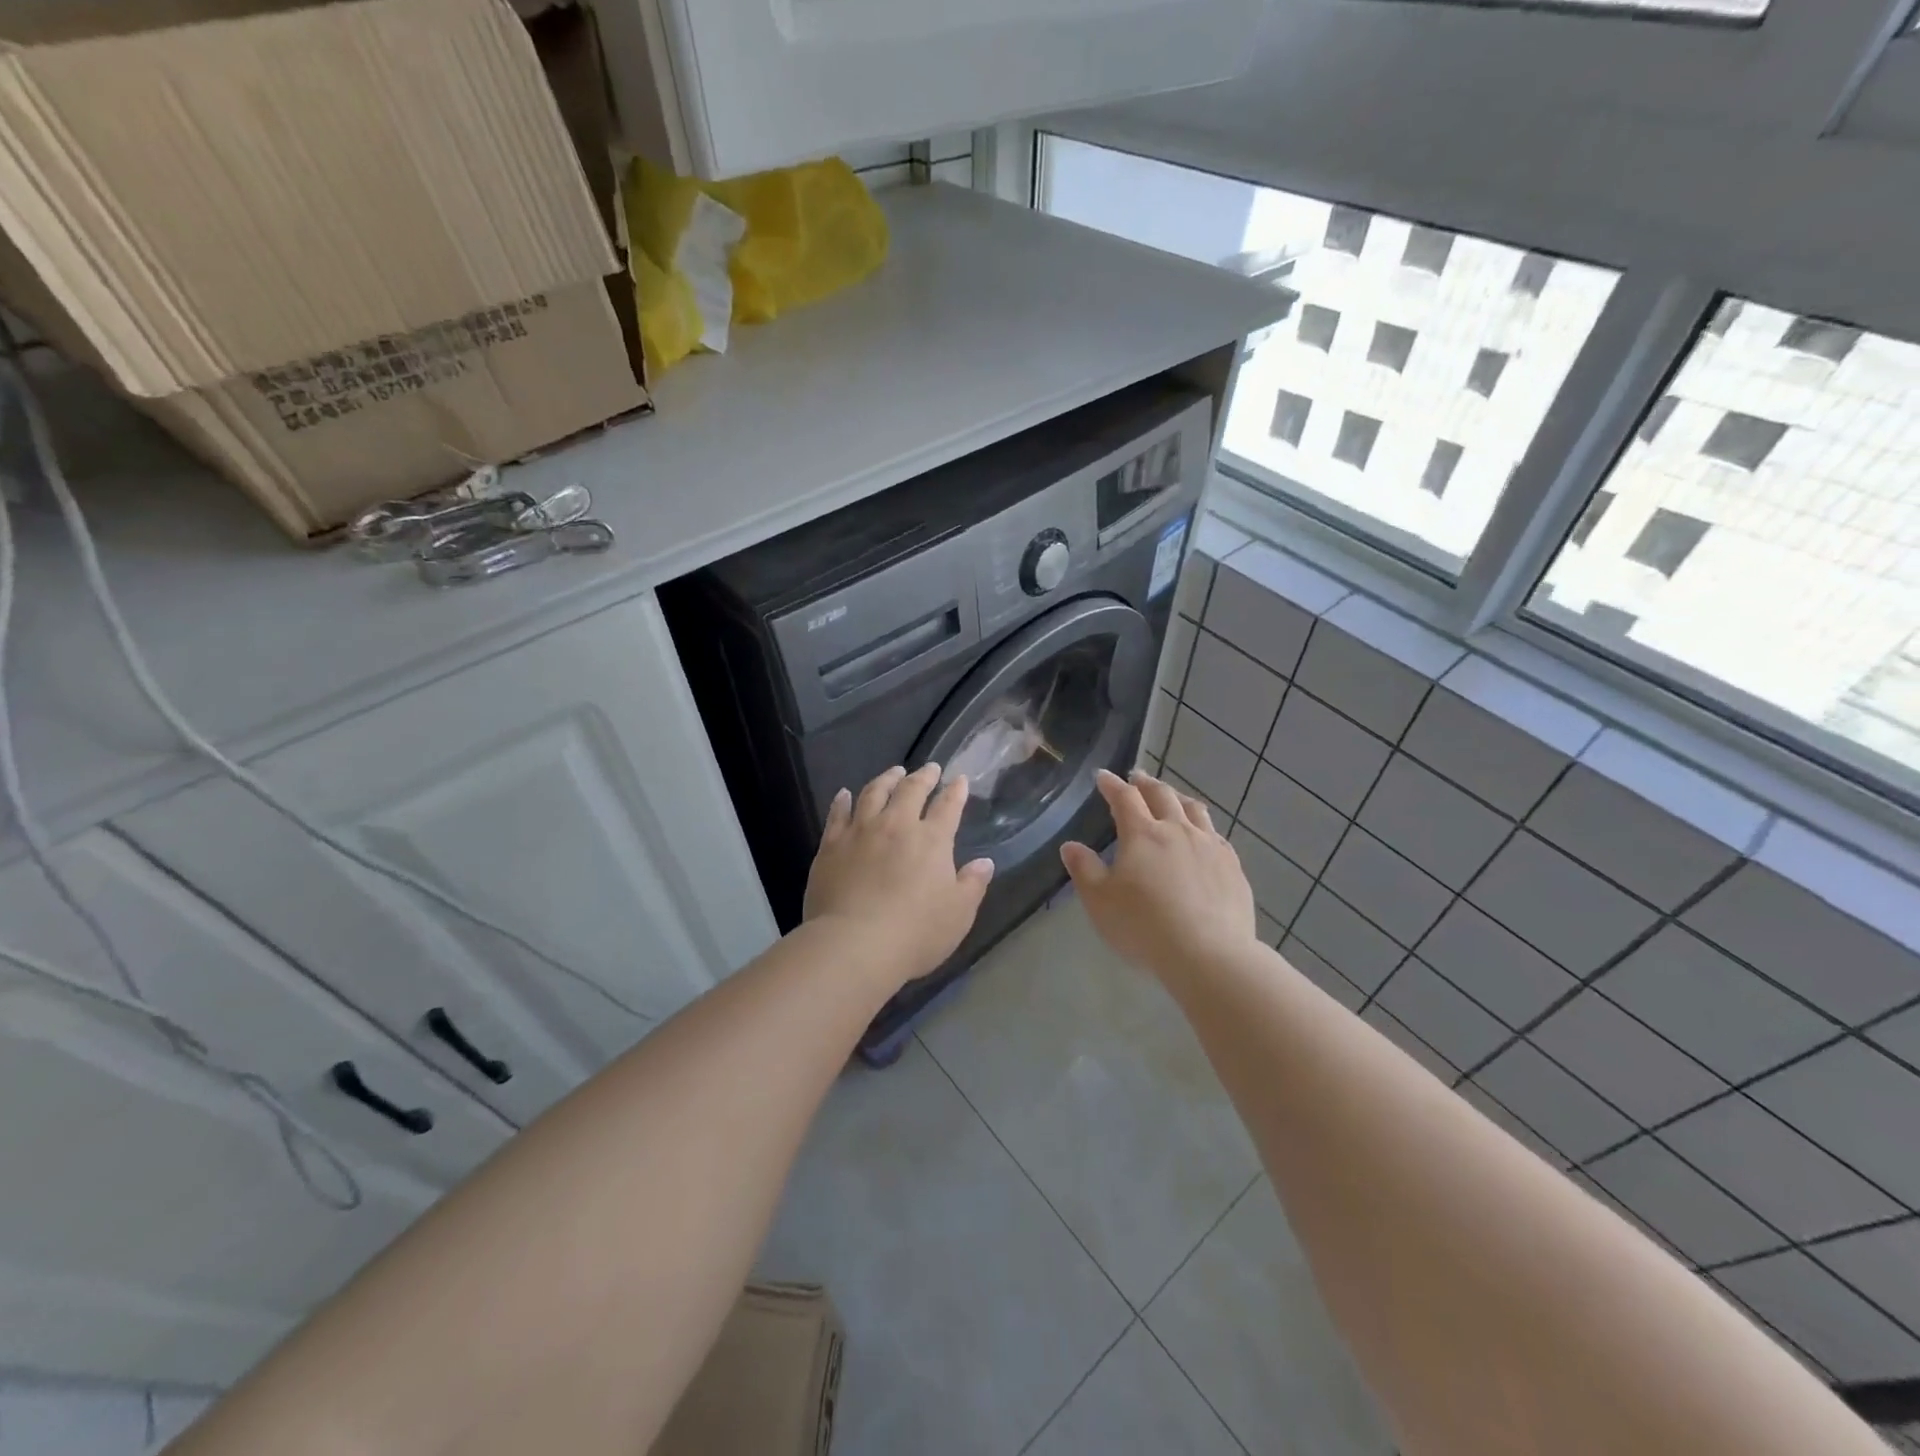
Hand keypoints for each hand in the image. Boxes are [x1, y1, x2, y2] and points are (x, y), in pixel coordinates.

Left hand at [804, 764, 995, 989]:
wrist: (854, 944)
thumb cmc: (915, 933)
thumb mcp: (958, 914)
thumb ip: (972, 884)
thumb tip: (984, 862)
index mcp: (932, 840)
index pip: (948, 807)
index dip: (955, 791)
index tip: (959, 779)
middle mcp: (896, 826)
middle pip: (911, 790)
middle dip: (923, 777)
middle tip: (929, 768)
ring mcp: (860, 832)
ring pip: (874, 793)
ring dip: (886, 779)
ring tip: (893, 771)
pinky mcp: (831, 845)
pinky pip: (837, 814)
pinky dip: (843, 801)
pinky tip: (844, 794)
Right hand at [1061, 768, 1256, 980]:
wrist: (1208, 954)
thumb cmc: (1144, 926)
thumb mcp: (1100, 901)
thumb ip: (1084, 870)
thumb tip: (1070, 846)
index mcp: (1142, 834)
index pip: (1124, 798)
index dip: (1112, 785)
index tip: (1103, 776)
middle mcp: (1178, 830)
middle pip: (1162, 795)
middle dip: (1145, 784)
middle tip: (1136, 778)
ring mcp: (1210, 847)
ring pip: (1194, 810)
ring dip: (1178, 798)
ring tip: (1171, 797)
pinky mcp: (1233, 867)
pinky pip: (1217, 835)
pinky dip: (1203, 826)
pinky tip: (1203, 836)